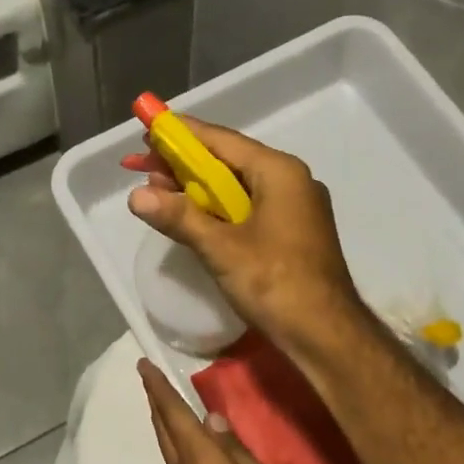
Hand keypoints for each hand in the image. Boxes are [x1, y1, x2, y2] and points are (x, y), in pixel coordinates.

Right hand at [125, 119, 366, 359]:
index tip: (148, 129)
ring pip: (238, 187)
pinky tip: (192, 218)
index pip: (221, 140)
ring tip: (158, 192)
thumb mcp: (221, 249)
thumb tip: (136, 196)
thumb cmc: (276, 283)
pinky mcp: (292, 232)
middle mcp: (291, 180)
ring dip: (198, 189)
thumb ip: (179, 217)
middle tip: (142, 168)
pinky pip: (249, 208)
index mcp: (279, 172)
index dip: (181, 135)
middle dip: (184, 165)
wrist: (326, 335)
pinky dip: (218, 210)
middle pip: (229, 161)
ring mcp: (295, 207)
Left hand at [139, 360, 310, 463]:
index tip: (143, 364)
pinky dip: (177, 446)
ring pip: (168, 451)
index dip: (159, 389)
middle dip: (157, 402)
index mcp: (201, 463)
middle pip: (164, 432)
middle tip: (150, 378)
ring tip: (167, 403)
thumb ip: (239, 453)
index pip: (174, 416)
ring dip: (165, 424)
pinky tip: (188, 445)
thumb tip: (212, 421)